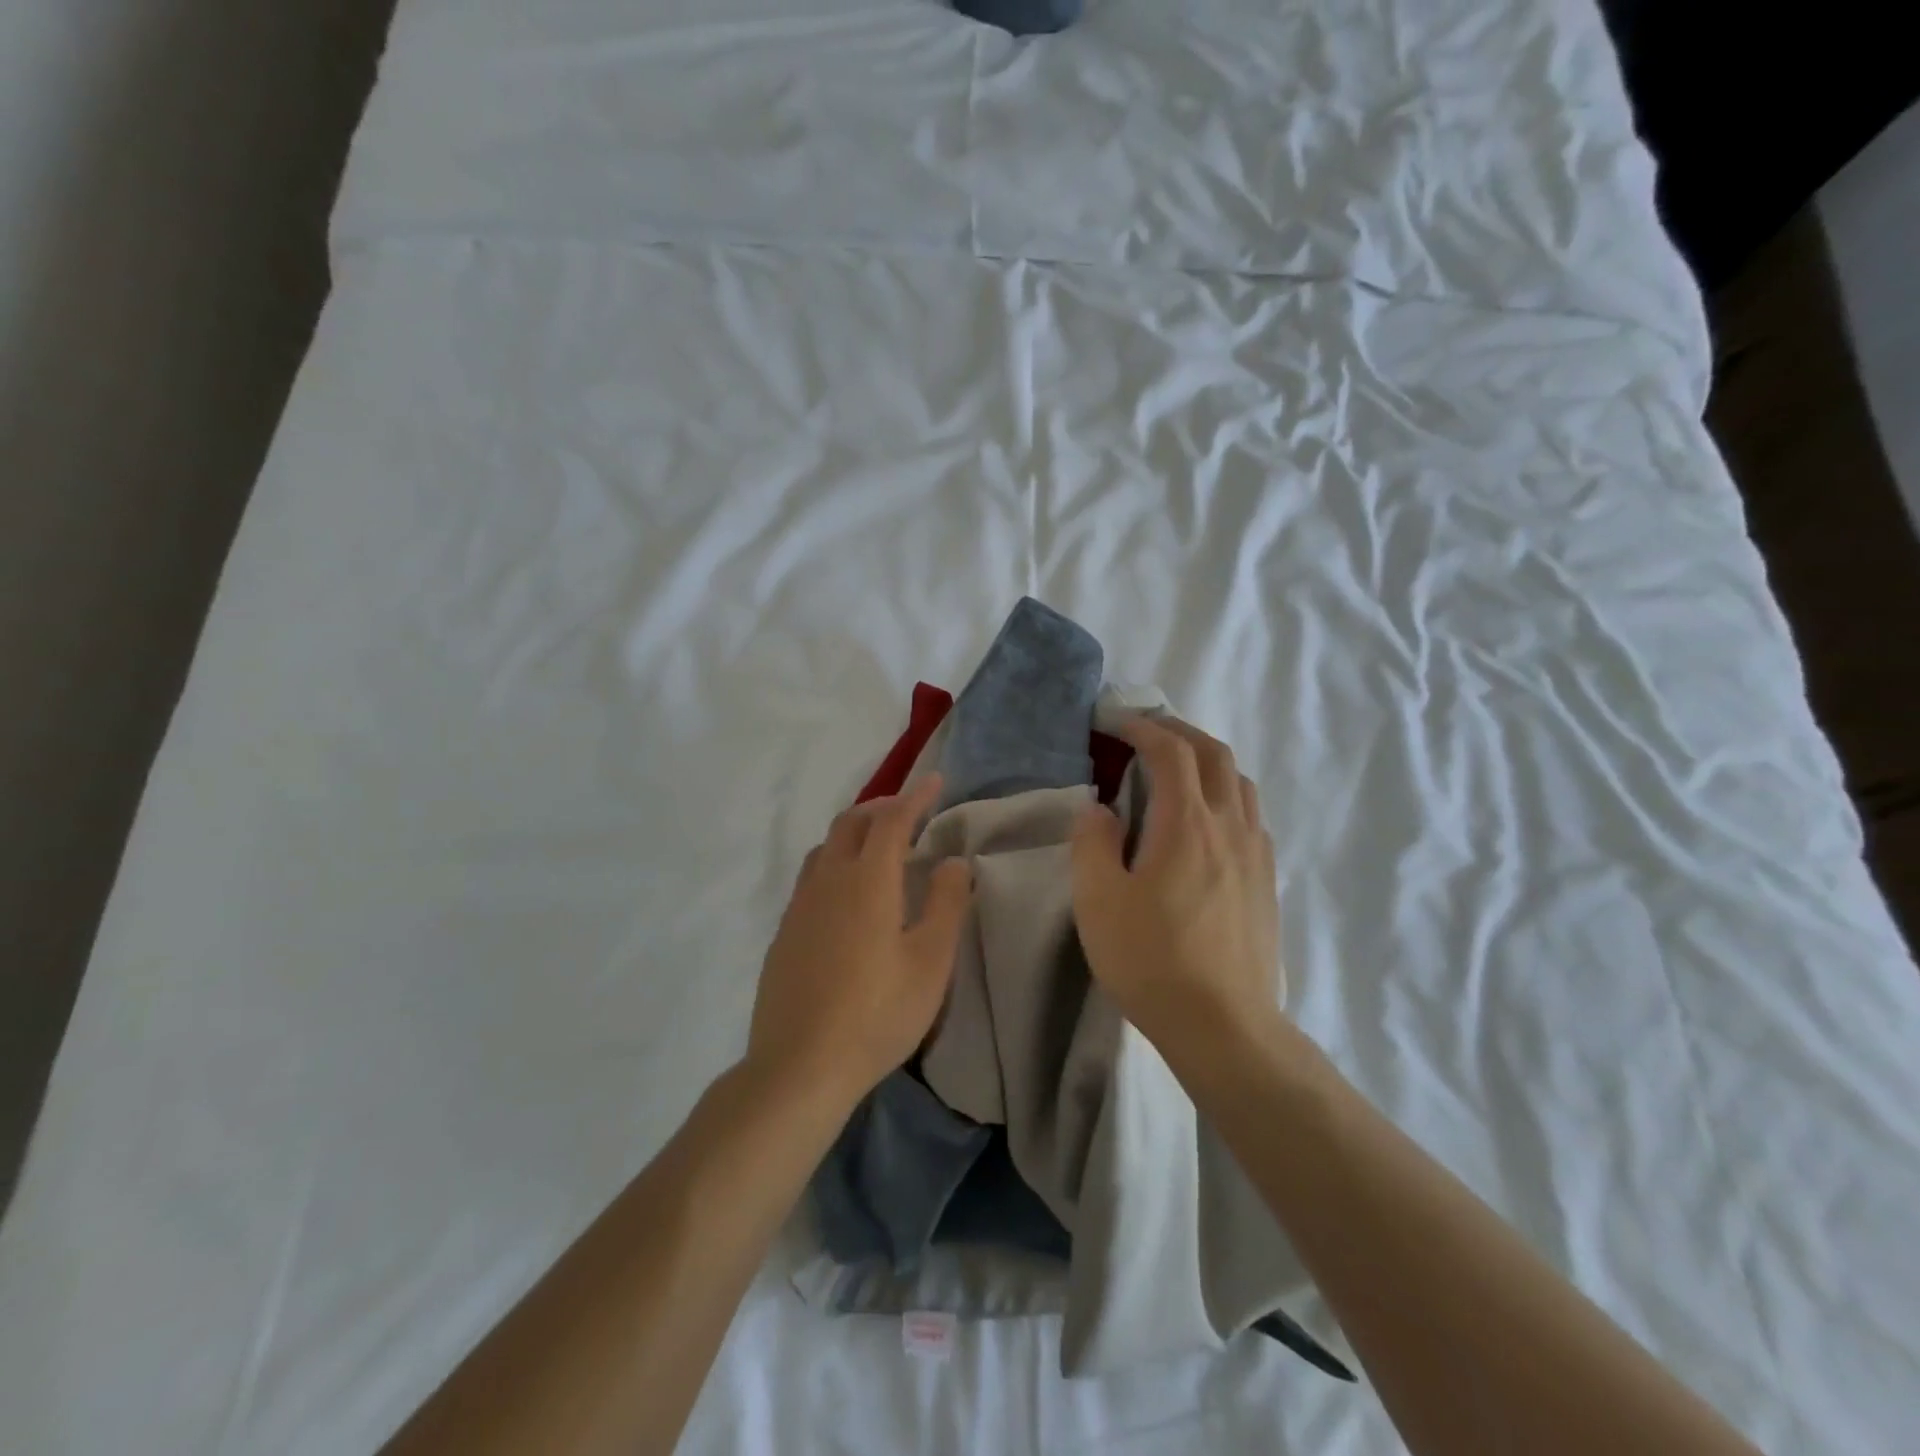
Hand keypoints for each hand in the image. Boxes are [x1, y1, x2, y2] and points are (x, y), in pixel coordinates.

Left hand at [747, 775, 973, 1111]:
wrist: (799, 1066)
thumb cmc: (877, 1013)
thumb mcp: (930, 962)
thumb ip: (946, 904)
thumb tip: (952, 862)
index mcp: (867, 881)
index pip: (892, 821)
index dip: (915, 797)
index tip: (934, 781)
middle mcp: (828, 882)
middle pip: (850, 824)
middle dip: (881, 808)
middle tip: (908, 812)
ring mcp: (799, 907)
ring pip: (825, 849)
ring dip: (853, 834)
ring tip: (878, 850)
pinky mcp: (784, 933)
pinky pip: (810, 878)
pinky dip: (834, 865)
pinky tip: (846, 898)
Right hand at [1069, 716, 1282, 1054]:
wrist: (1223, 1026)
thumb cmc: (1151, 960)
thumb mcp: (1098, 900)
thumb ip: (1093, 842)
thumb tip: (1101, 810)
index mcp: (1187, 823)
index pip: (1171, 750)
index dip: (1142, 727)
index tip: (1114, 722)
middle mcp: (1230, 826)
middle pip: (1215, 754)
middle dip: (1179, 732)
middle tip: (1145, 733)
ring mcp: (1256, 853)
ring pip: (1240, 783)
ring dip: (1207, 761)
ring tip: (1176, 770)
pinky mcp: (1266, 880)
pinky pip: (1250, 815)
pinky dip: (1225, 795)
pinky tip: (1205, 822)